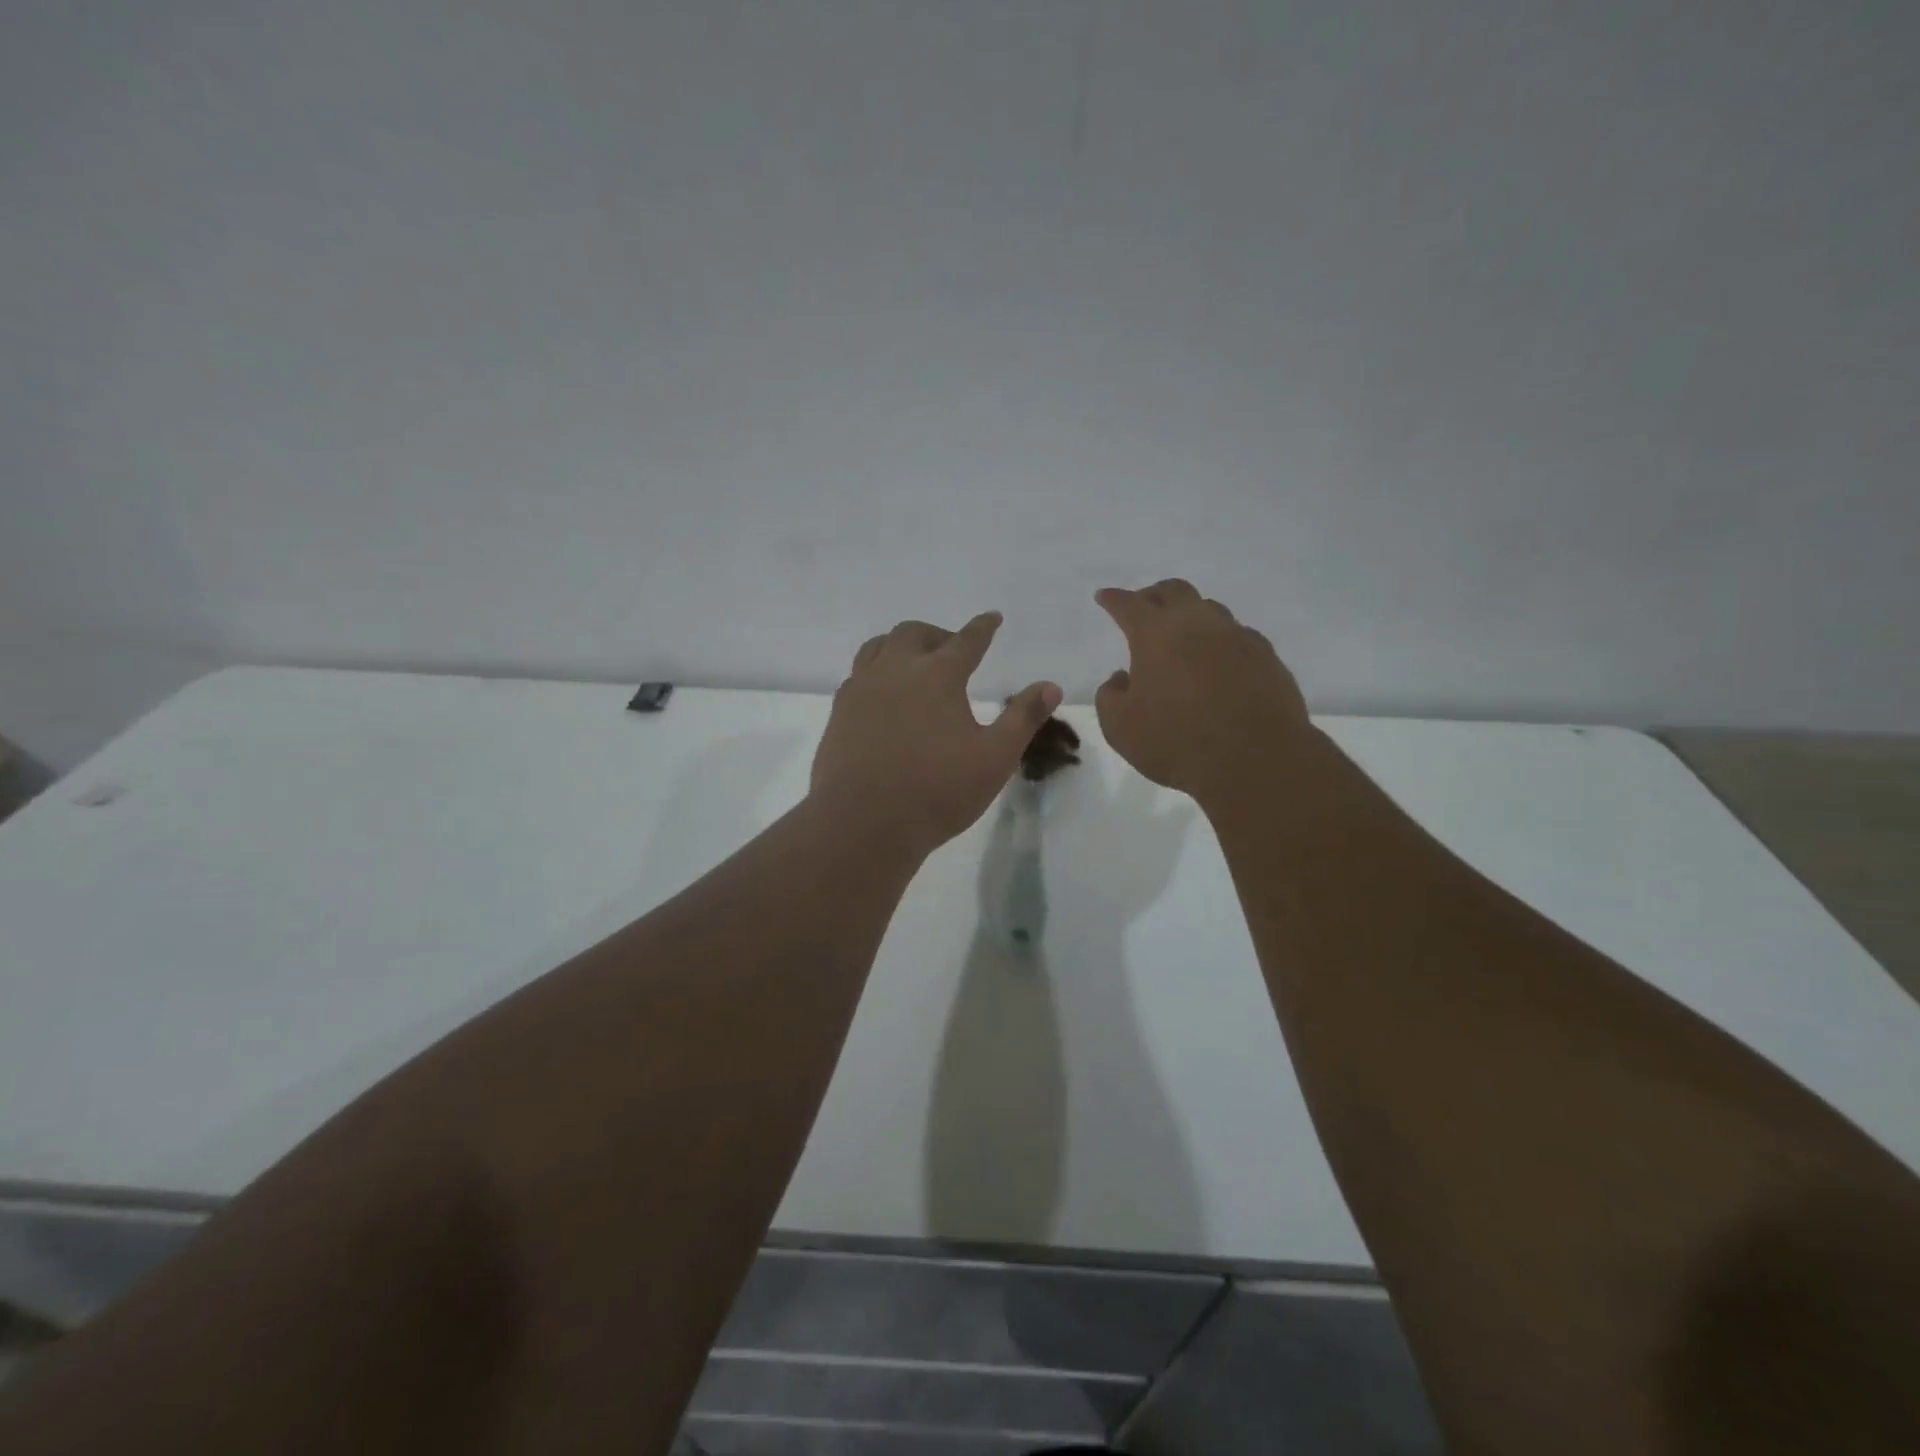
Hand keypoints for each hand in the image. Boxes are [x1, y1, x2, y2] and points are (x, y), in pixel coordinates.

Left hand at [812, 613, 1061, 856]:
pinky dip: (877, 671)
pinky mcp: (839, 713)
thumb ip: (1023, 718)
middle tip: (953, 651)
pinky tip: (883, 695)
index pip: (967, 640)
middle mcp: (895, 670)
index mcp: (937, 675)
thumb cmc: (937, 791)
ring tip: (914, 664)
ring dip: (901, 646)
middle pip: (914, 633)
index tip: (992, 618)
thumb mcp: (994, 758)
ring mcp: (861, 690)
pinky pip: (858, 675)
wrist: (863, 823)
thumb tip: (1050, 686)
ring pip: (878, 646)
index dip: (983, 627)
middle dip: (938, 634)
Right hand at [1094, 579, 1311, 804]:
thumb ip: (1110, 696)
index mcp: (1155, 633)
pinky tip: (1218, 661)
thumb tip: (1121, 678)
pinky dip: (1220, 641)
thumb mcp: (1120, 727)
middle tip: (1144, 607)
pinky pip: (1238, 636)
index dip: (1113, 599)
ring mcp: (1237, 636)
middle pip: (1174, 591)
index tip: (1104, 597)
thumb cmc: (1176, 740)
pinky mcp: (1266, 657)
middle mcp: (1197, 623)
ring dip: (1190, 615)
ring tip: (1182, 634)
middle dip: (1153, 595)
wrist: (1256, 758)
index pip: (1129, 604)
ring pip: (1209, 609)